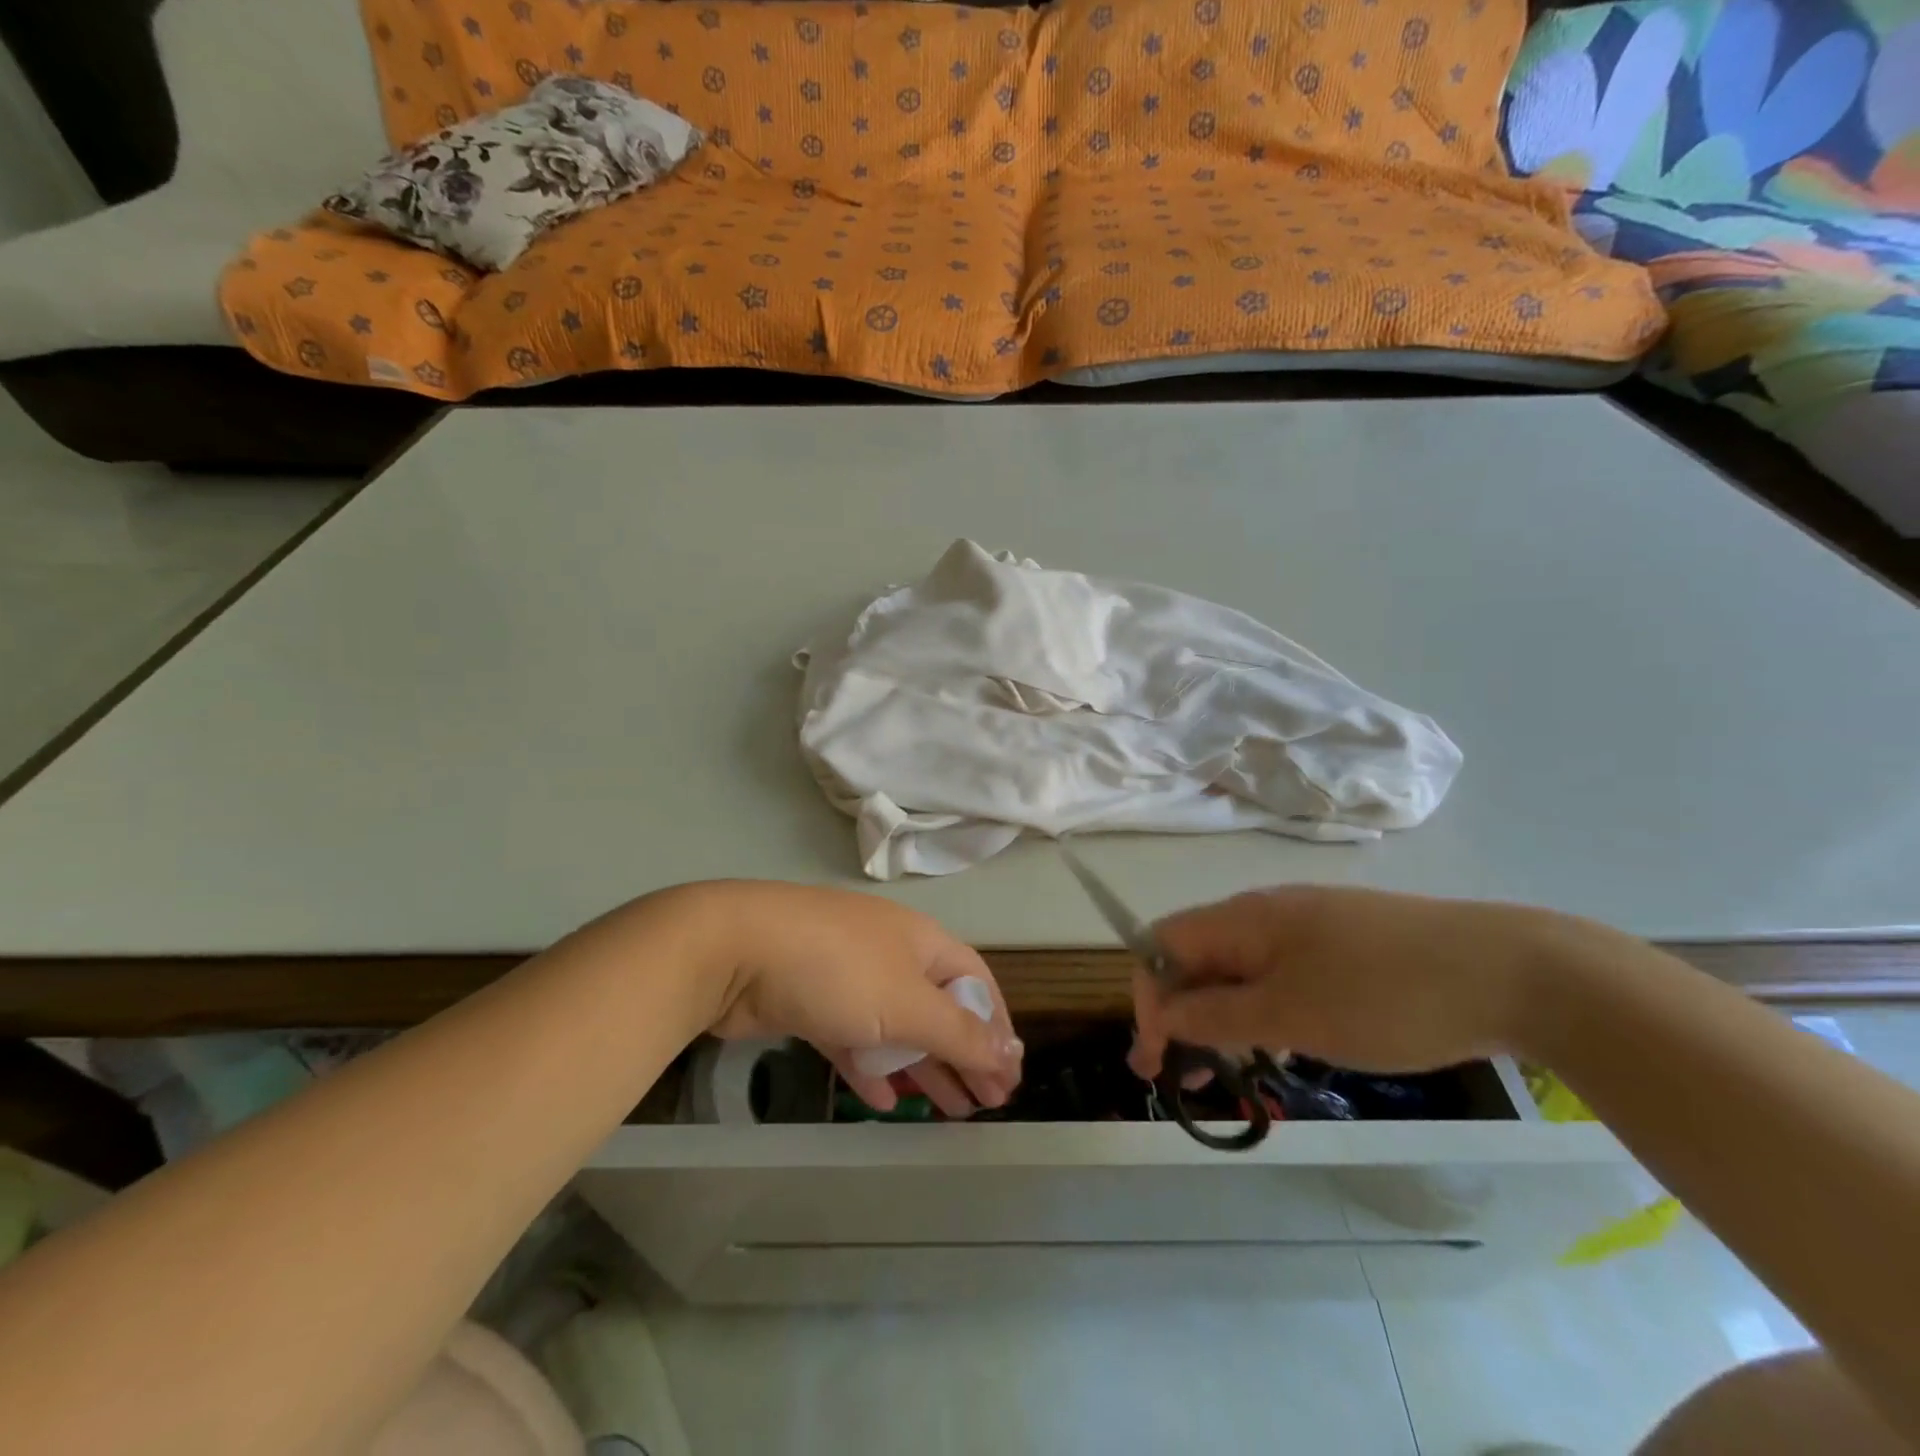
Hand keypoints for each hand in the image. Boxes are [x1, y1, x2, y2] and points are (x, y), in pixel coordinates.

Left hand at [704, 882, 1023, 1116]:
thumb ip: (959, 1032)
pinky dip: (872, 1067)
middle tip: (985, 1105)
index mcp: (922, 942)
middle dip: (964, 1054)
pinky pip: (854, 1038)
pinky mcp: (811, 1002)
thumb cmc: (837, 970)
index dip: (997, 1027)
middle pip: (939, 1008)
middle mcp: (890, 954)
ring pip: (897, 1027)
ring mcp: (848, 977)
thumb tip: (1010, 1053)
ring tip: (948, 1111)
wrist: (735, 950)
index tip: (1009, 1076)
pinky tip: (883, 1101)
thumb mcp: (907, 1003)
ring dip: (923, 1067)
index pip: (975, 982)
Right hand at [1128, 885, 1584, 1079]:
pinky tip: (1285, 1044)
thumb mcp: (1290, 1014)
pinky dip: (1263, 1009)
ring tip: (1231, 1069)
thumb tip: (1160, 1012)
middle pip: (1198, 956)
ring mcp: (1309, 926)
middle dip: (1180, 1012)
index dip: (1148, 996)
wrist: (1514, 972)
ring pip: (1240, 968)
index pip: (1163, 944)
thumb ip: (1215, 1014)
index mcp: (1244, 918)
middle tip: (1183, 1076)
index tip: (1156, 1058)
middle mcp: (1267, 913)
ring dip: (1221, 1015)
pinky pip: (1280, 973)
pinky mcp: (1344, 944)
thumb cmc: (1386, 995)